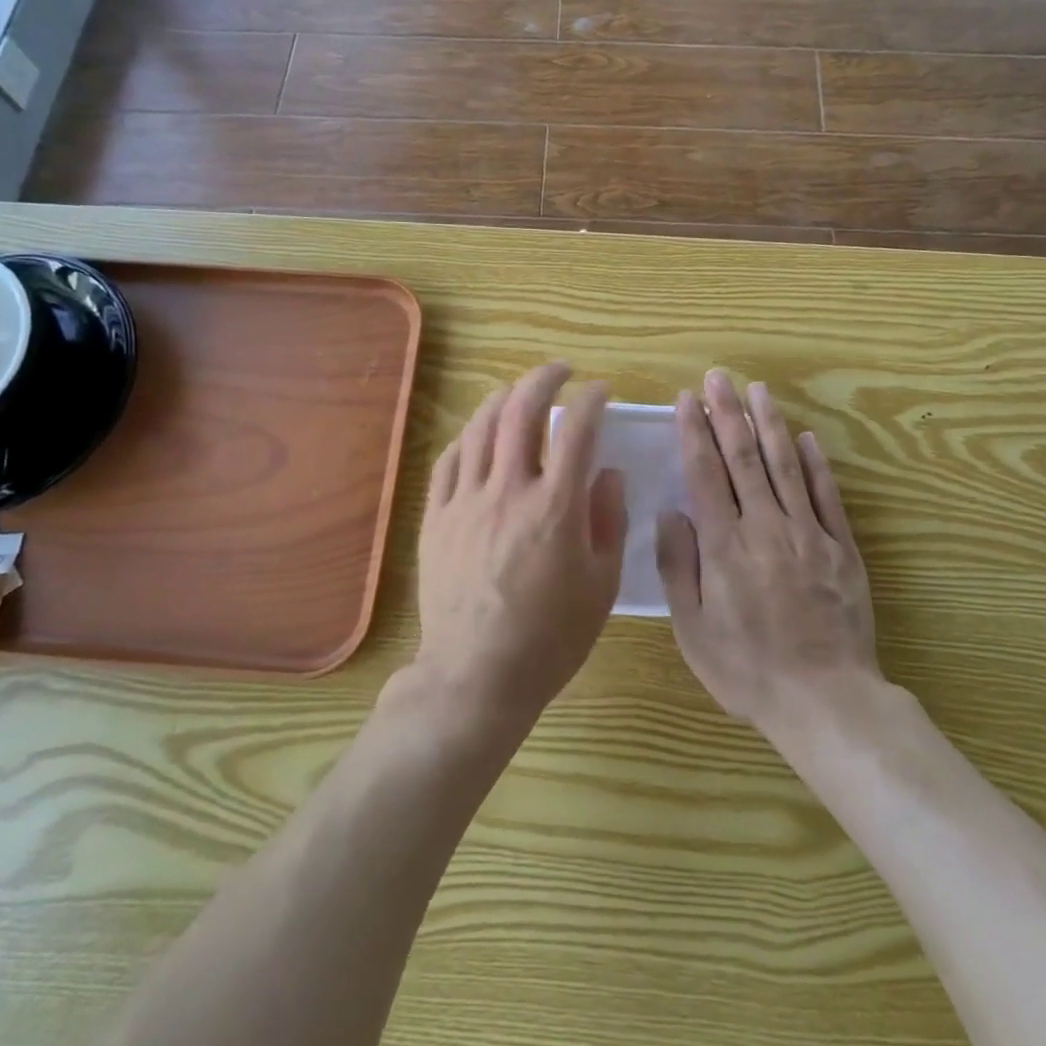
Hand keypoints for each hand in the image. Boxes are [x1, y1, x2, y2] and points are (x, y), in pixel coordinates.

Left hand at [414, 362, 626, 720]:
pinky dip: (468, 437)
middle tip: (560, 371)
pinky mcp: (437, 517)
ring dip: (503, 398)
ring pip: (481, 427)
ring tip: (519, 392)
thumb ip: (608, 520)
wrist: (477, 675)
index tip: (600, 391)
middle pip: (522, 412)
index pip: (576, 429)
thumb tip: (607, 473)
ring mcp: (466, 501)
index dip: (591, 400)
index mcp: (555, 506)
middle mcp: (508, 490)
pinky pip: (449, 460)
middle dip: (544, 379)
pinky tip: (479, 436)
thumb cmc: (550, 637)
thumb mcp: (601, 584)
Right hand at [656, 369, 879, 732]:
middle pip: (744, 458)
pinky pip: (827, 496)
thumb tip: (672, 512)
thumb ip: (679, 566)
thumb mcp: (693, 629)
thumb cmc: (747, 669)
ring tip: (759, 390)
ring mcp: (808, 533)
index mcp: (725, 545)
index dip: (695, 432)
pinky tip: (807, 438)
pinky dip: (817, 464)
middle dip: (729, 413)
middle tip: (720, 377)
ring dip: (770, 424)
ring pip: (786, 466)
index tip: (688, 400)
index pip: (706, 473)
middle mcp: (766, 527)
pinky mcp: (841, 548)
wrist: (825, 700)